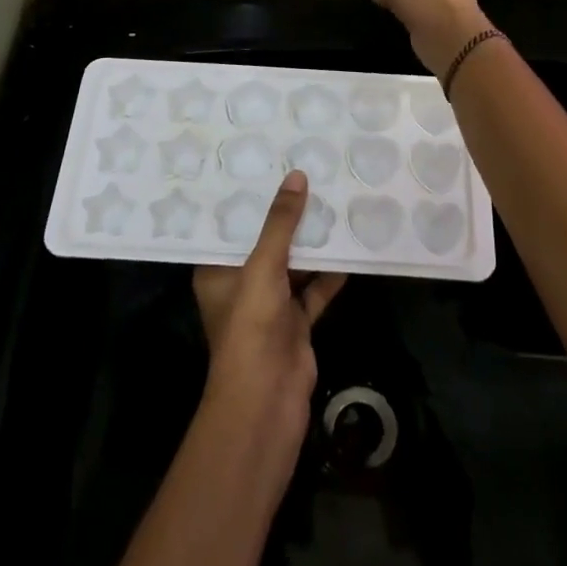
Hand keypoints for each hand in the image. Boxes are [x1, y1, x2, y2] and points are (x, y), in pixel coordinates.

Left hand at [193, 171, 346, 445]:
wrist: (268, 400)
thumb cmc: (251, 326)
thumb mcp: (263, 266)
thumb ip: (280, 224)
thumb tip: (296, 177)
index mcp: (216, 270)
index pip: (229, 226)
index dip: (246, 199)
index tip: (265, 165)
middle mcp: (240, 284)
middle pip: (265, 243)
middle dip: (285, 216)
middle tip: (307, 175)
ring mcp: (269, 305)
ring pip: (293, 265)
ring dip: (311, 243)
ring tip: (332, 201)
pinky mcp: (295, 322)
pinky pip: (314, 289)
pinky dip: (330, 273)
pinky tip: (349, 246)